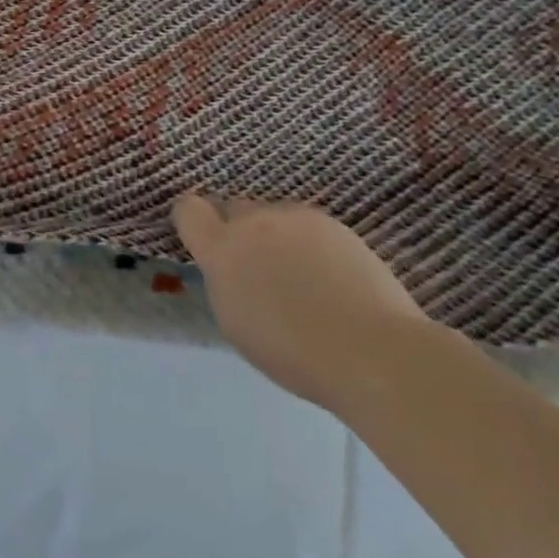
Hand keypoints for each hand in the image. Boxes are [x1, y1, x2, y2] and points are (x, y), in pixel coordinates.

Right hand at [172, 194, 427, 408]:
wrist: (370, 350)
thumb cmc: (291, 351)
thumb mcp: (234, 320)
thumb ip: (224, 281)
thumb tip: (231, 268)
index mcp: (221, 249)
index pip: (188, 209)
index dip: (192, 221)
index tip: (202, 242)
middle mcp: (255, 222)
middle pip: (233, 207)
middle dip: (237, 229)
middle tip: (254, 265)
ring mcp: (297, 219)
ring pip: (273, 215)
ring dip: (274, 234)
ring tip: (298, 273)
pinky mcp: (335, 224)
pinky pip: (308, 225)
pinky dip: (309, 243)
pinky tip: (329, 276)